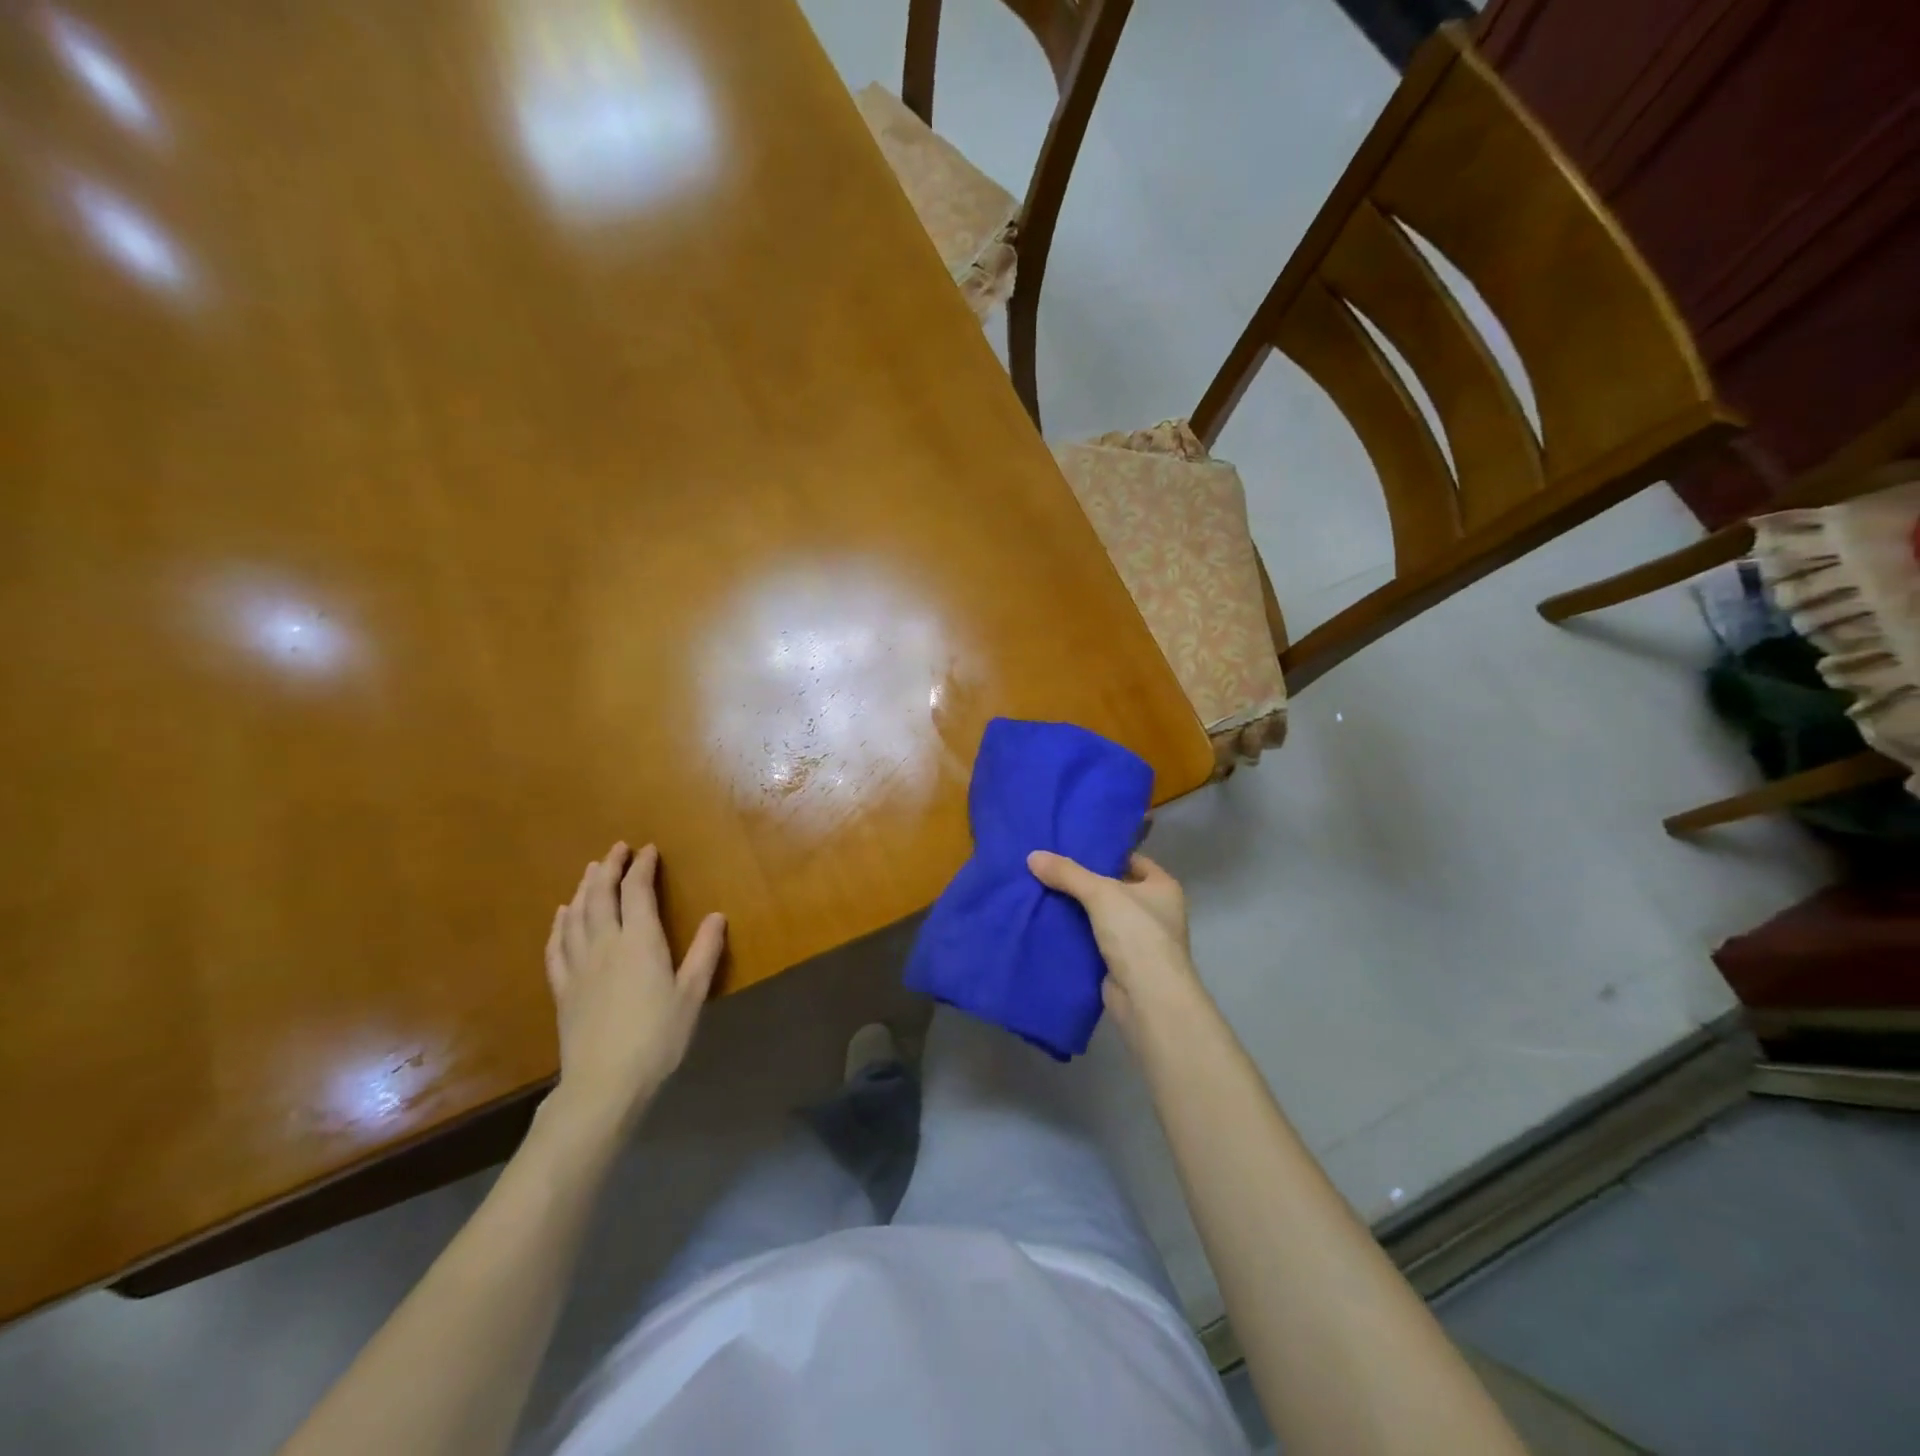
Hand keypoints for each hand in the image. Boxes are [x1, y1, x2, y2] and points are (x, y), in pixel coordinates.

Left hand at [543, 842, 725, 1137]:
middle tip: (616, 849)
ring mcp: (578, 965)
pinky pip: (556, 945)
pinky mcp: (562, 987)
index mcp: (640, 942)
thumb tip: (717, 916)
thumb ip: (704, 953)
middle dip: (608, 867)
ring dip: (584, 888)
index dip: (642, 867)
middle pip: (601, 895)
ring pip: (576, 915)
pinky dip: (559, 924)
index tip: (648, 850)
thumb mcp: (691, 995)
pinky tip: (562, 915)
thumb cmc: (658, 1038)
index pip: (637, 892)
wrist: (604, 1083)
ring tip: (590, 871)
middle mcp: (605, 944)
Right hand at [1027, 850, 1207, 1044]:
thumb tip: (1033, 856)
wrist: (1148, 998)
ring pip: (1101, 916)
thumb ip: (1068, 873)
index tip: (1072, 847)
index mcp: (1163, 887)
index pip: (1131, 860)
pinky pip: (1093, 939)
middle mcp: (1155, 911)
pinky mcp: (1121, 963)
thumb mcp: (1101, 893)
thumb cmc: (1137, 934)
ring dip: (1077, 909)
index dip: (1104, 853)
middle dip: (1084, 881)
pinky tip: (1049, 922)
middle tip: (1049, 867)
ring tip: (1041, 889)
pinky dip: (1075, 933)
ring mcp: (1139, 940)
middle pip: (1114, 887)